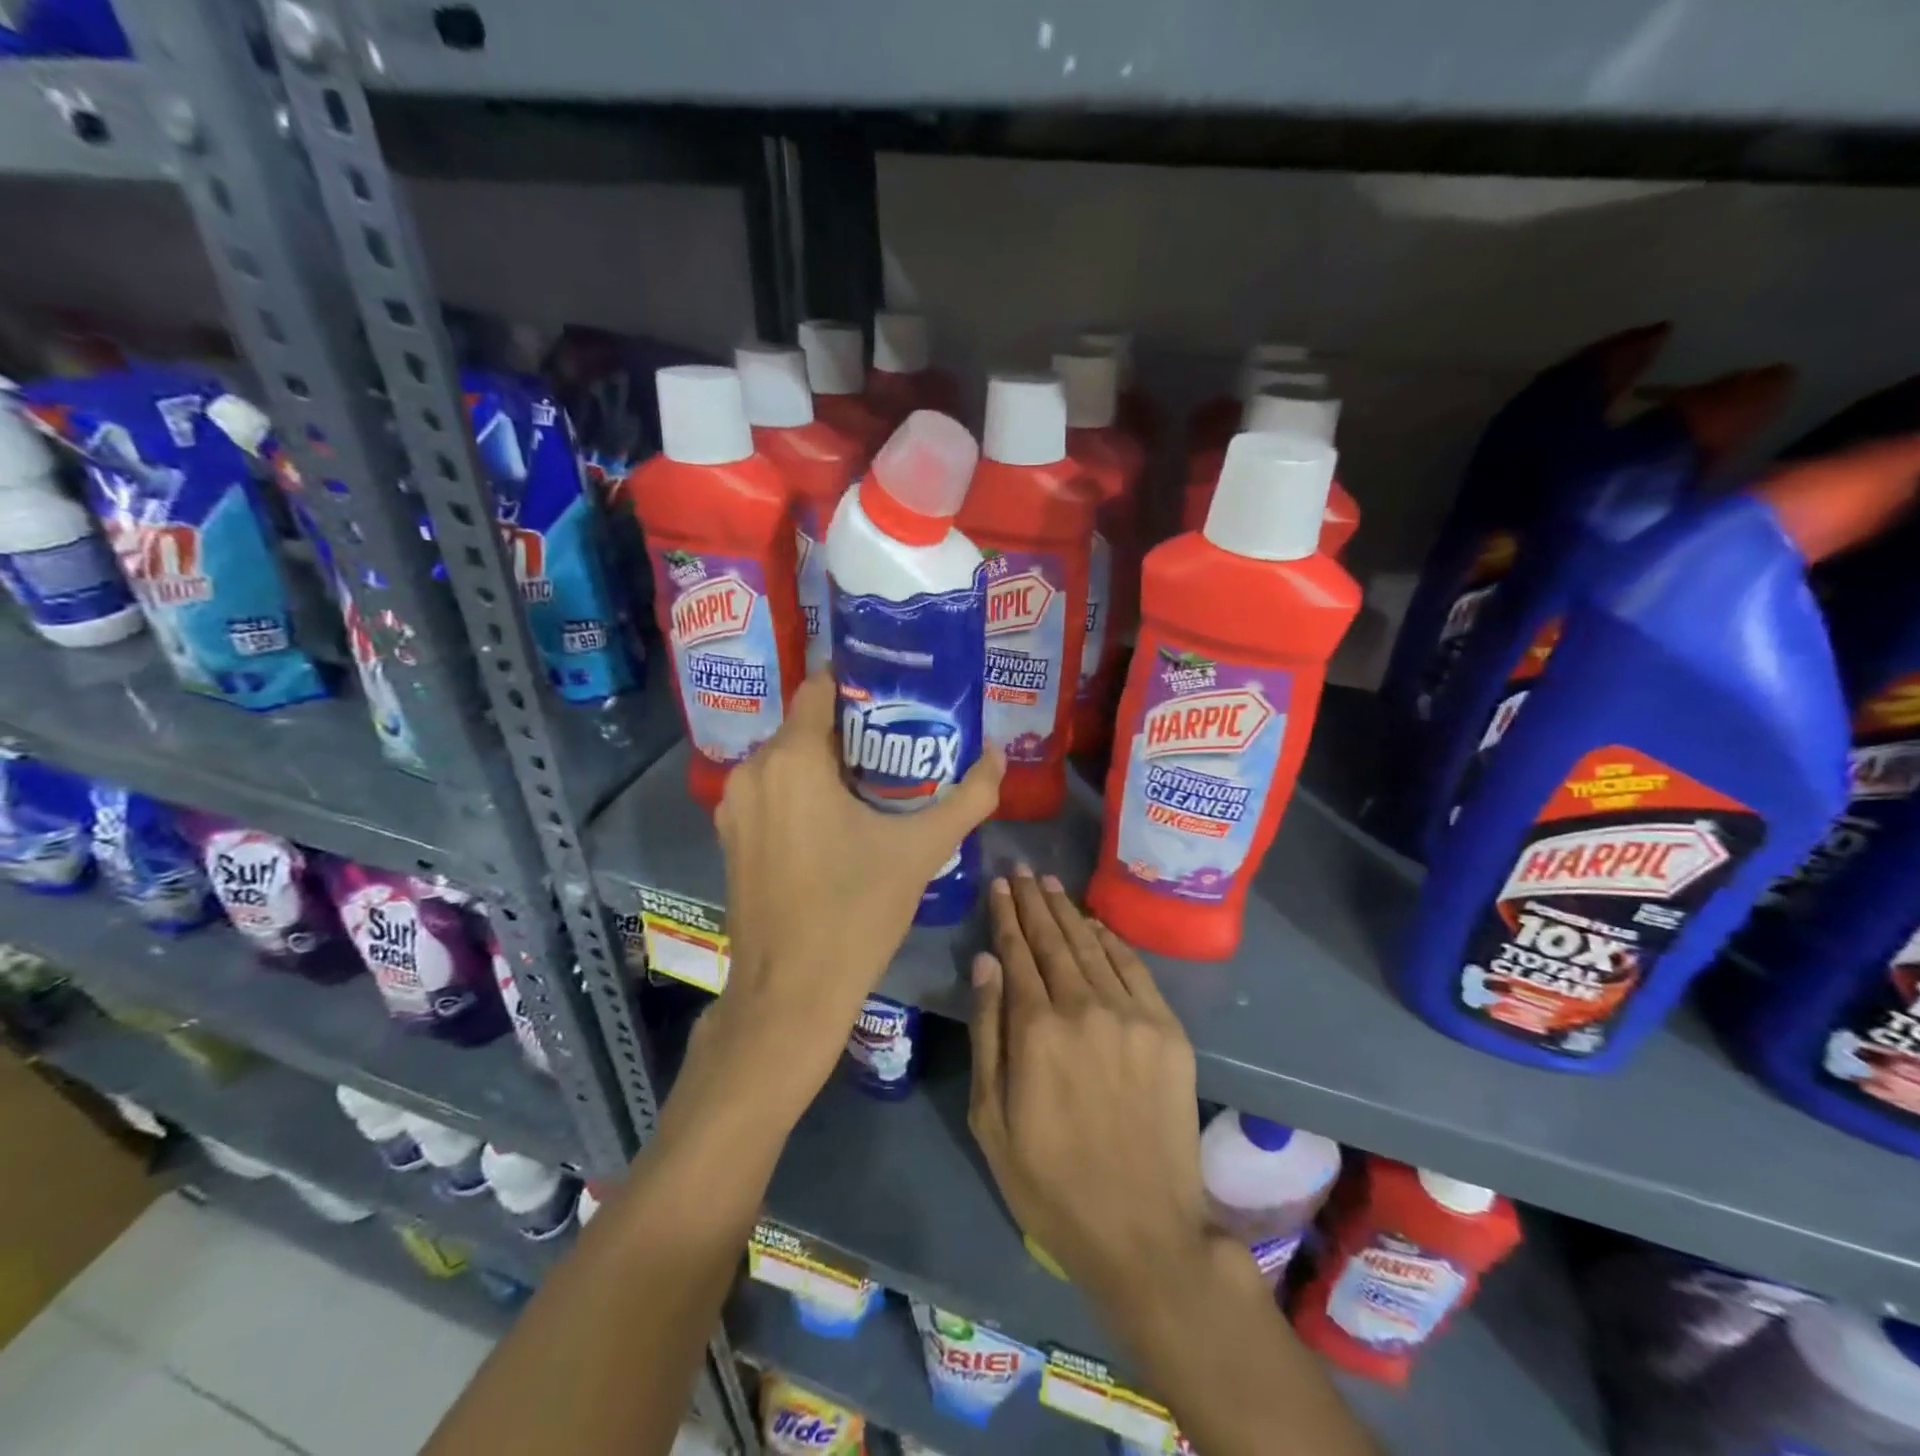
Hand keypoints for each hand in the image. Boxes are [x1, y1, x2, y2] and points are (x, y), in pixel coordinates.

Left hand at [707, 669, 1002, 1094]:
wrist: (790, 995)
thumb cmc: (855, 912)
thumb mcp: (920, 851)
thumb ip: (967, 798)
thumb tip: (999, 756)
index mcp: (792, 759)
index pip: (821, 687)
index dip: (860, 682)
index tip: (899, 693)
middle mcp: (753, 770)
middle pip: (807, 725)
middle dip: (854, 727)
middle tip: (904, 738)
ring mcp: (735, 806)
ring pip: (788, 759)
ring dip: (828, 761)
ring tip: (880, 777)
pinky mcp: (732, 836)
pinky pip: (772, 791)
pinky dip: (804, 790)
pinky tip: (841, 816)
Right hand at [967, 867, 1213, 1307]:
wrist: (1144, 1230)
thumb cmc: (1051, 1182)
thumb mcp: (992, 1119)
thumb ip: (987, 1033)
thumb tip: (985, 963)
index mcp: (1036, 1030)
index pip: (1016, 953)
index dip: (1005, 916)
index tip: (998, 885)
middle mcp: (1083, 1007)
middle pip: (1053, 940)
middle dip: (1033, 902)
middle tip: (1021, 869)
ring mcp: (1131, 1015)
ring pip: (1091, 946)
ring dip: (1068, 912)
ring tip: (1049, 884)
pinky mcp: (1167, 1030)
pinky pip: (1134, 968)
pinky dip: (1110, 940)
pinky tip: (1094, 924)